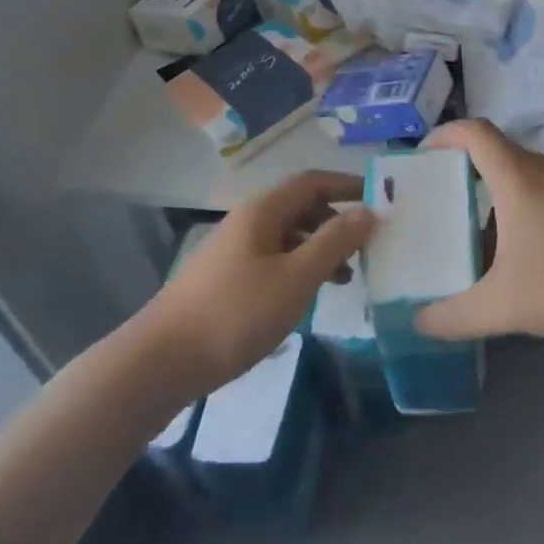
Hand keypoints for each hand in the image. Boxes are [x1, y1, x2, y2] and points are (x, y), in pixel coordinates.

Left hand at [144, 170, 373, 392]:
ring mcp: (234, 250)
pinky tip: (307, 296)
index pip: (313, 182)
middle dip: (336, 221)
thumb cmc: (236, 314)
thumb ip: (333, 242)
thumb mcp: (295, 278)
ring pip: (288, 236)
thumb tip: (368, 211)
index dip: (347, 186)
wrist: (162, 361)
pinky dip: (298, 268)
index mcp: (263, 211)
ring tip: (345, 278)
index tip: (381, 200)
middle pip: (300, 207)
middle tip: (367, 247)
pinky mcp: (226, 278)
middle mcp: (248, 221)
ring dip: (319, 249)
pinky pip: (273, 259)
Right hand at [414, 119, 543, 342]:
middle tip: (438, 203)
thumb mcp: (506, 306)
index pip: (473, 131)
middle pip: (495, 152)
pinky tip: (524, 252)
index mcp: (516, 176)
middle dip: (461, 170)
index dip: (442, 135)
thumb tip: (419, 321)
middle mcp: (543, 168)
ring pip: (521, 174)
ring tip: (473, 231)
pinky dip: (521, 208)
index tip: (420, 159)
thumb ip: (456, 317)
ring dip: (492, 193)